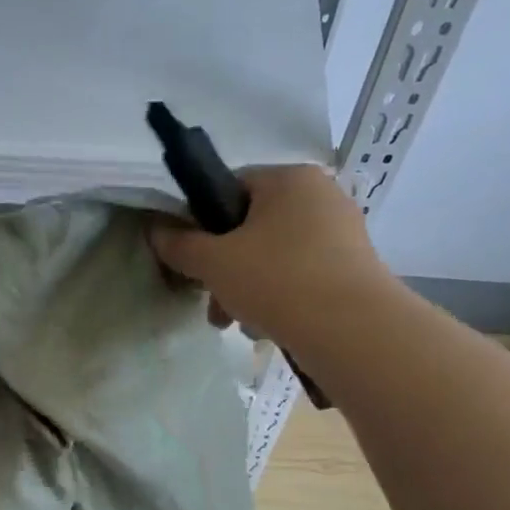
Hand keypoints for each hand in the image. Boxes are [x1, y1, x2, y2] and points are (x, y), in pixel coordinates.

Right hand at [149, 165, 392, 348]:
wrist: (352, 330)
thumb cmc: (277, 280)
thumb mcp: (213, 262)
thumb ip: (179, 245)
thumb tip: (155, 230)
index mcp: (289, 178)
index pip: (230, 188)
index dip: (202, 224)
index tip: (192, 260)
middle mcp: (321, 195)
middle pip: (251, 227)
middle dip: (224, 268)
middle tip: (211, 304)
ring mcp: (342, 231)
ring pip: (274, 255)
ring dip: (246, 287)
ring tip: (236, 324)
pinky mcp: (354, 267)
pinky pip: (301, 274)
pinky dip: (279, 296)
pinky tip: (267, 326)